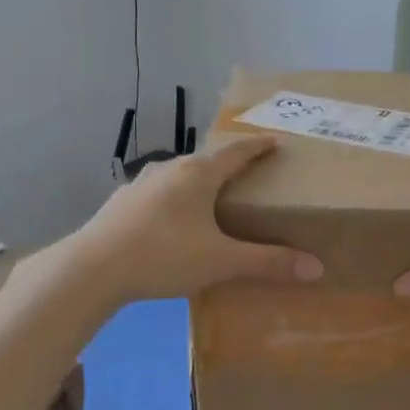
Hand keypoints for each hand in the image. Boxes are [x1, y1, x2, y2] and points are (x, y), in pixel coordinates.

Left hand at [63, 135, 323, 304]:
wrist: (92, 268)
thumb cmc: (164, 255)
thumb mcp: (221, 261)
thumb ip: (267, 262)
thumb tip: (316, 267)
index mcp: (198, 174)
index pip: (236, 152)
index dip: (258, 146)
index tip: (274, 141)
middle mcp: (170, 170)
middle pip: (206, 160)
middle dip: (228, 164)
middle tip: (246, 174)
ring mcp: (140, 184)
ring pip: (178, 175)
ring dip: (197, 181)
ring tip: (209, 197)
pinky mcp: (121, 202)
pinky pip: (157, 193)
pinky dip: (173, 199)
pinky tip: (170, 220)